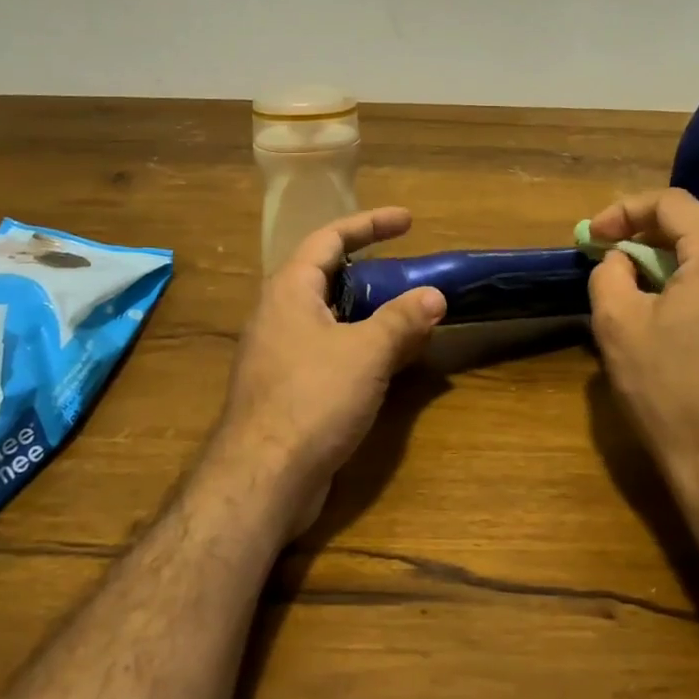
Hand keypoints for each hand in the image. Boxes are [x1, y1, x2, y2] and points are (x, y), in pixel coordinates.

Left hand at [211, 208, 445, 537]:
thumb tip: (435, 295)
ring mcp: (280, 352)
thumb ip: (402, 319)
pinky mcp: (288, 387)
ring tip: (412, 314)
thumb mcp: (366, 352)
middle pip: (329, 276)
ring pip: (332, 317)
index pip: (330, 238)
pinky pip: (330, 350)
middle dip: (373, 271)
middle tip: (411, 271)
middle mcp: (279, 314)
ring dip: (372, 313)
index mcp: (290, 290)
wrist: (263, 478)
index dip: (370, 224)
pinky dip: (362, 346)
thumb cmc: (312, 398)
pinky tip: (392, 361)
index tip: (408, 221)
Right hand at [587, 188, 698, 495]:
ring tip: (641, 283)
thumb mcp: (618, 326)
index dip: (624, 211)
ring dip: (677, 257)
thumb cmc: (674, 392)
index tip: (592, 237)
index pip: (672, 203)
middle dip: (650, 232)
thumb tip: (621, 260)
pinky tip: (678, 313)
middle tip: (613, 254)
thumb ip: (610, 274)